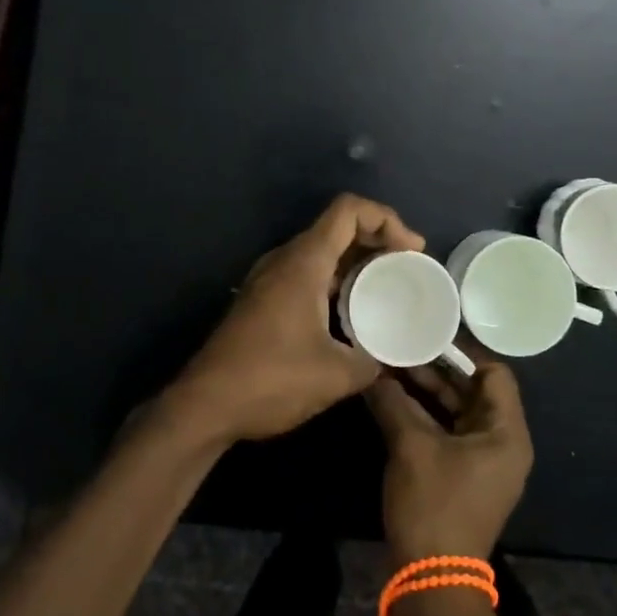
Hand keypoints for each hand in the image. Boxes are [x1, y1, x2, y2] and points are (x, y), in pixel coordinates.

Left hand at [163, 194, 425, 446]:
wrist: (204, 405)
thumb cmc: (270, 380)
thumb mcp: (336, 376)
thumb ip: (374, 360)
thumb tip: (393, 358)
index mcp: (304, 262)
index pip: (349, 210)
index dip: (387, 219)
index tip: (412, 251)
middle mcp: (286, 258)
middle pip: (338, 226)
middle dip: (378, 238)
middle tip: (408, 267)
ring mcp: (270, 277)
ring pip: (322, 250)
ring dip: (357, 260)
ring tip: (388, 286)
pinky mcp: (264, 298)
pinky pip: (309, 271)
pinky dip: (337, 278)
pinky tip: (353, 311)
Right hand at [364, 358, 533, 561]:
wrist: (432, 581)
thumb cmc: (434, 505)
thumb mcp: (411, 446)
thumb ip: (393, 401)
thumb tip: (372, 369)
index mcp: (506, 433)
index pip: (494, 372)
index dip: (462, 351)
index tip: (429, 332)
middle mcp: (501, 442)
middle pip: (473, 390)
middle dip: (437, 368)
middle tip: (403, 343)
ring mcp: (483, 461)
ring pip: (456, 411)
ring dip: (427, 391)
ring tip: (392, 364)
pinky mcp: (463, 475)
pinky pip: (447, 431)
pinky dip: (424, 414)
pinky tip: (393, 397)